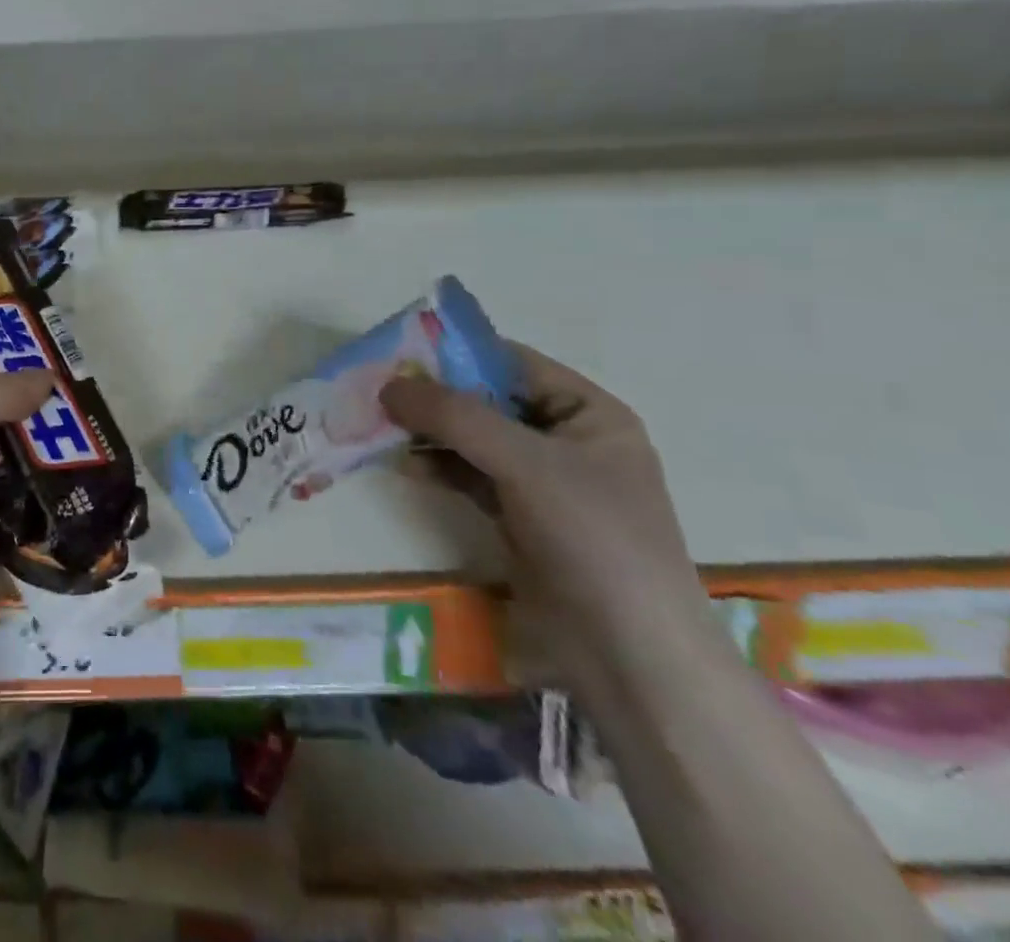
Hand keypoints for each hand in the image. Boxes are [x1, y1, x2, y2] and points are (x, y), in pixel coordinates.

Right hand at [381, 343, 710, 691]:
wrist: (630, 656)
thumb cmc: (593, 537)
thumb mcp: (524, 463)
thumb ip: (454, 416)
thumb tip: (388, 385)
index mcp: (589, 414)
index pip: (513, 364)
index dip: (457, 354)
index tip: (399, 353)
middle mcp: (567, 441)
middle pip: (488, 401)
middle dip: (435, 397)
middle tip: (379, 390)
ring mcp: (543, 483)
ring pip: (474, 440)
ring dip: (431, 432)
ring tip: (381, 425)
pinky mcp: (521, 519)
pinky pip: (471, 477)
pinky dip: (438, 467)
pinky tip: (404, 464)